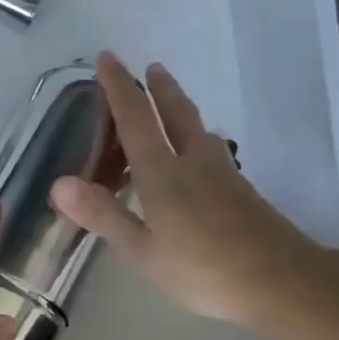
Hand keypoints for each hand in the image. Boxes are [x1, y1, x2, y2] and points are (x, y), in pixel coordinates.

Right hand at [50, 52, 326, 326]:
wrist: (280, 280)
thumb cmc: (203, 270)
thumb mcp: (143, 251)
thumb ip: (104, 215)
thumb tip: (58, 183)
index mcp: (163, 174)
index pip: (136, 119)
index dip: (119, 88)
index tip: (107, 59)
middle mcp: (194, 163)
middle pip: (176, 113)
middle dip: (159, 88)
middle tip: (150, 67)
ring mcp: (223, 175)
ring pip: (198, 129)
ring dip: (181, 108)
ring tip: (172, 102)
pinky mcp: (241, 191)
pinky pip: (211, 150)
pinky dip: (195, 138)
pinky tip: (199, 154)